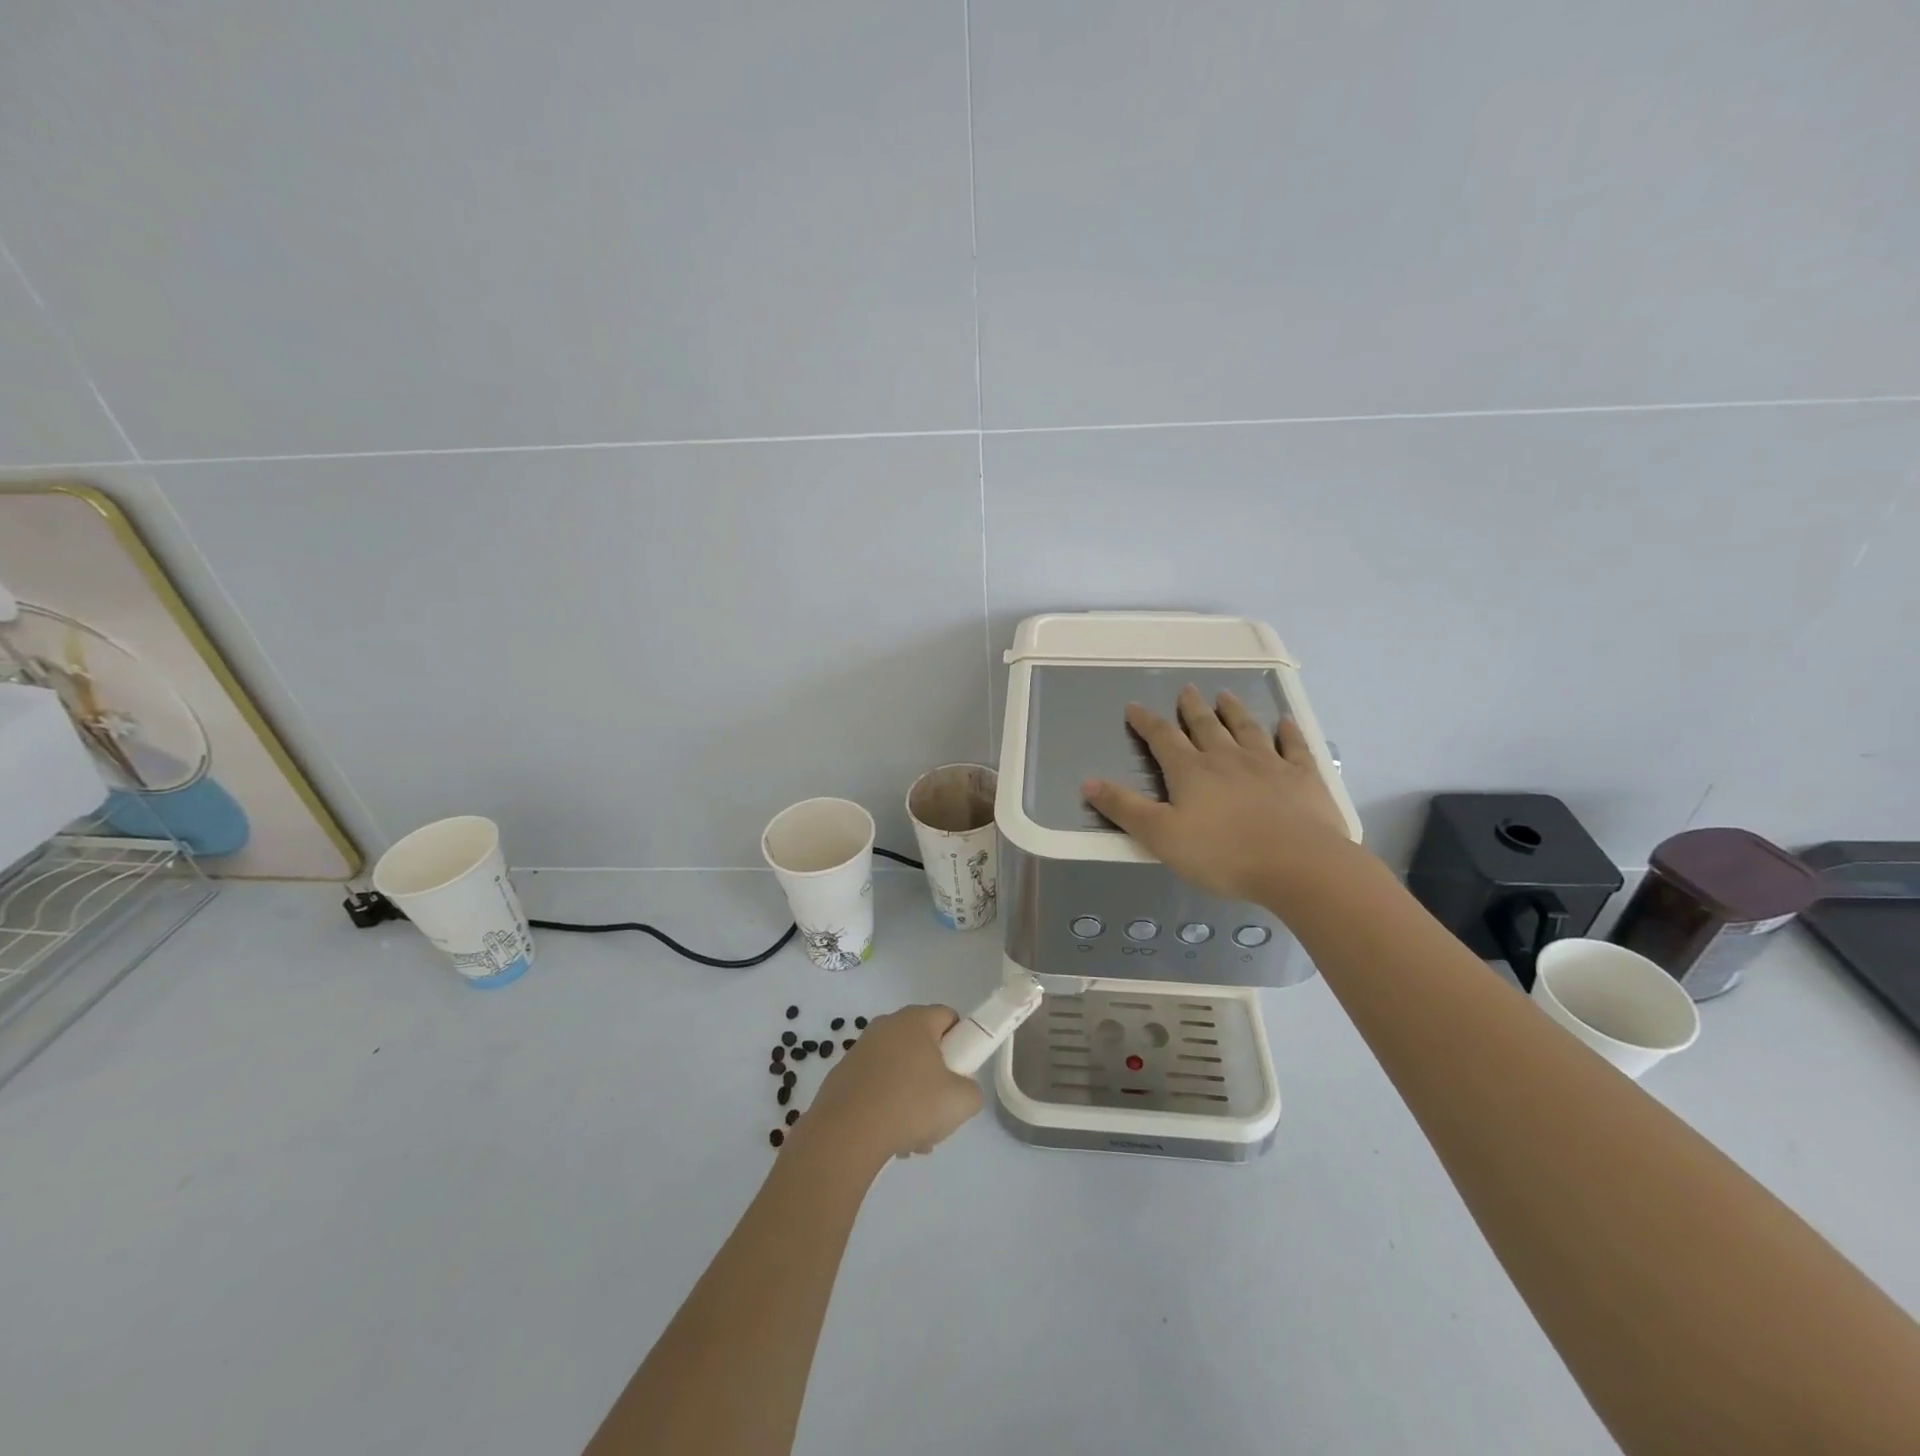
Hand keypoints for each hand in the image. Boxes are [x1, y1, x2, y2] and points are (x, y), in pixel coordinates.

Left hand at [797, 1005, 982, 1164]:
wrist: (846, 1133)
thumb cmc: (910, 1105)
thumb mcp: (961, 1102)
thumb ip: (972, 1090)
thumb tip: (962, 1089)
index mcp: (916, 1021)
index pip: (948, 1017)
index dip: (961, 1043)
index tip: (960, 1073)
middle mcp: (886, 1026)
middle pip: (923, 1046)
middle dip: (934, 1077)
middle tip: (939, 1109)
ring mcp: (861, 1049)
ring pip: (899, 1070)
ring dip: (910, 1098)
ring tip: (913, 1136)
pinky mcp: (842, 1075)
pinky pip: (875, 1085)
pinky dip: (885, 1106)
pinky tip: (888, 1137)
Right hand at [1083, 685, 1353, 903]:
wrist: (1297, 864)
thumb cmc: (1222, 854)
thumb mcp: (1160, 836)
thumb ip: (1124, 808)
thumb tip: (1087, 782)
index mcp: (1191, 771)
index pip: (1163, 738)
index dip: (1146, 722)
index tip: (1134, 707)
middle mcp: (1227, 758)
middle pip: (1206, 726)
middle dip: (1192, 708)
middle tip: (1187, 690)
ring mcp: (1268, 763)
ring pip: (1247, 728)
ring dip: (1234, 711)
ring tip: (1226, 695)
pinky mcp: (1302, 776)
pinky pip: (1293, 746)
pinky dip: (1287, 731)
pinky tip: (1285, 721)